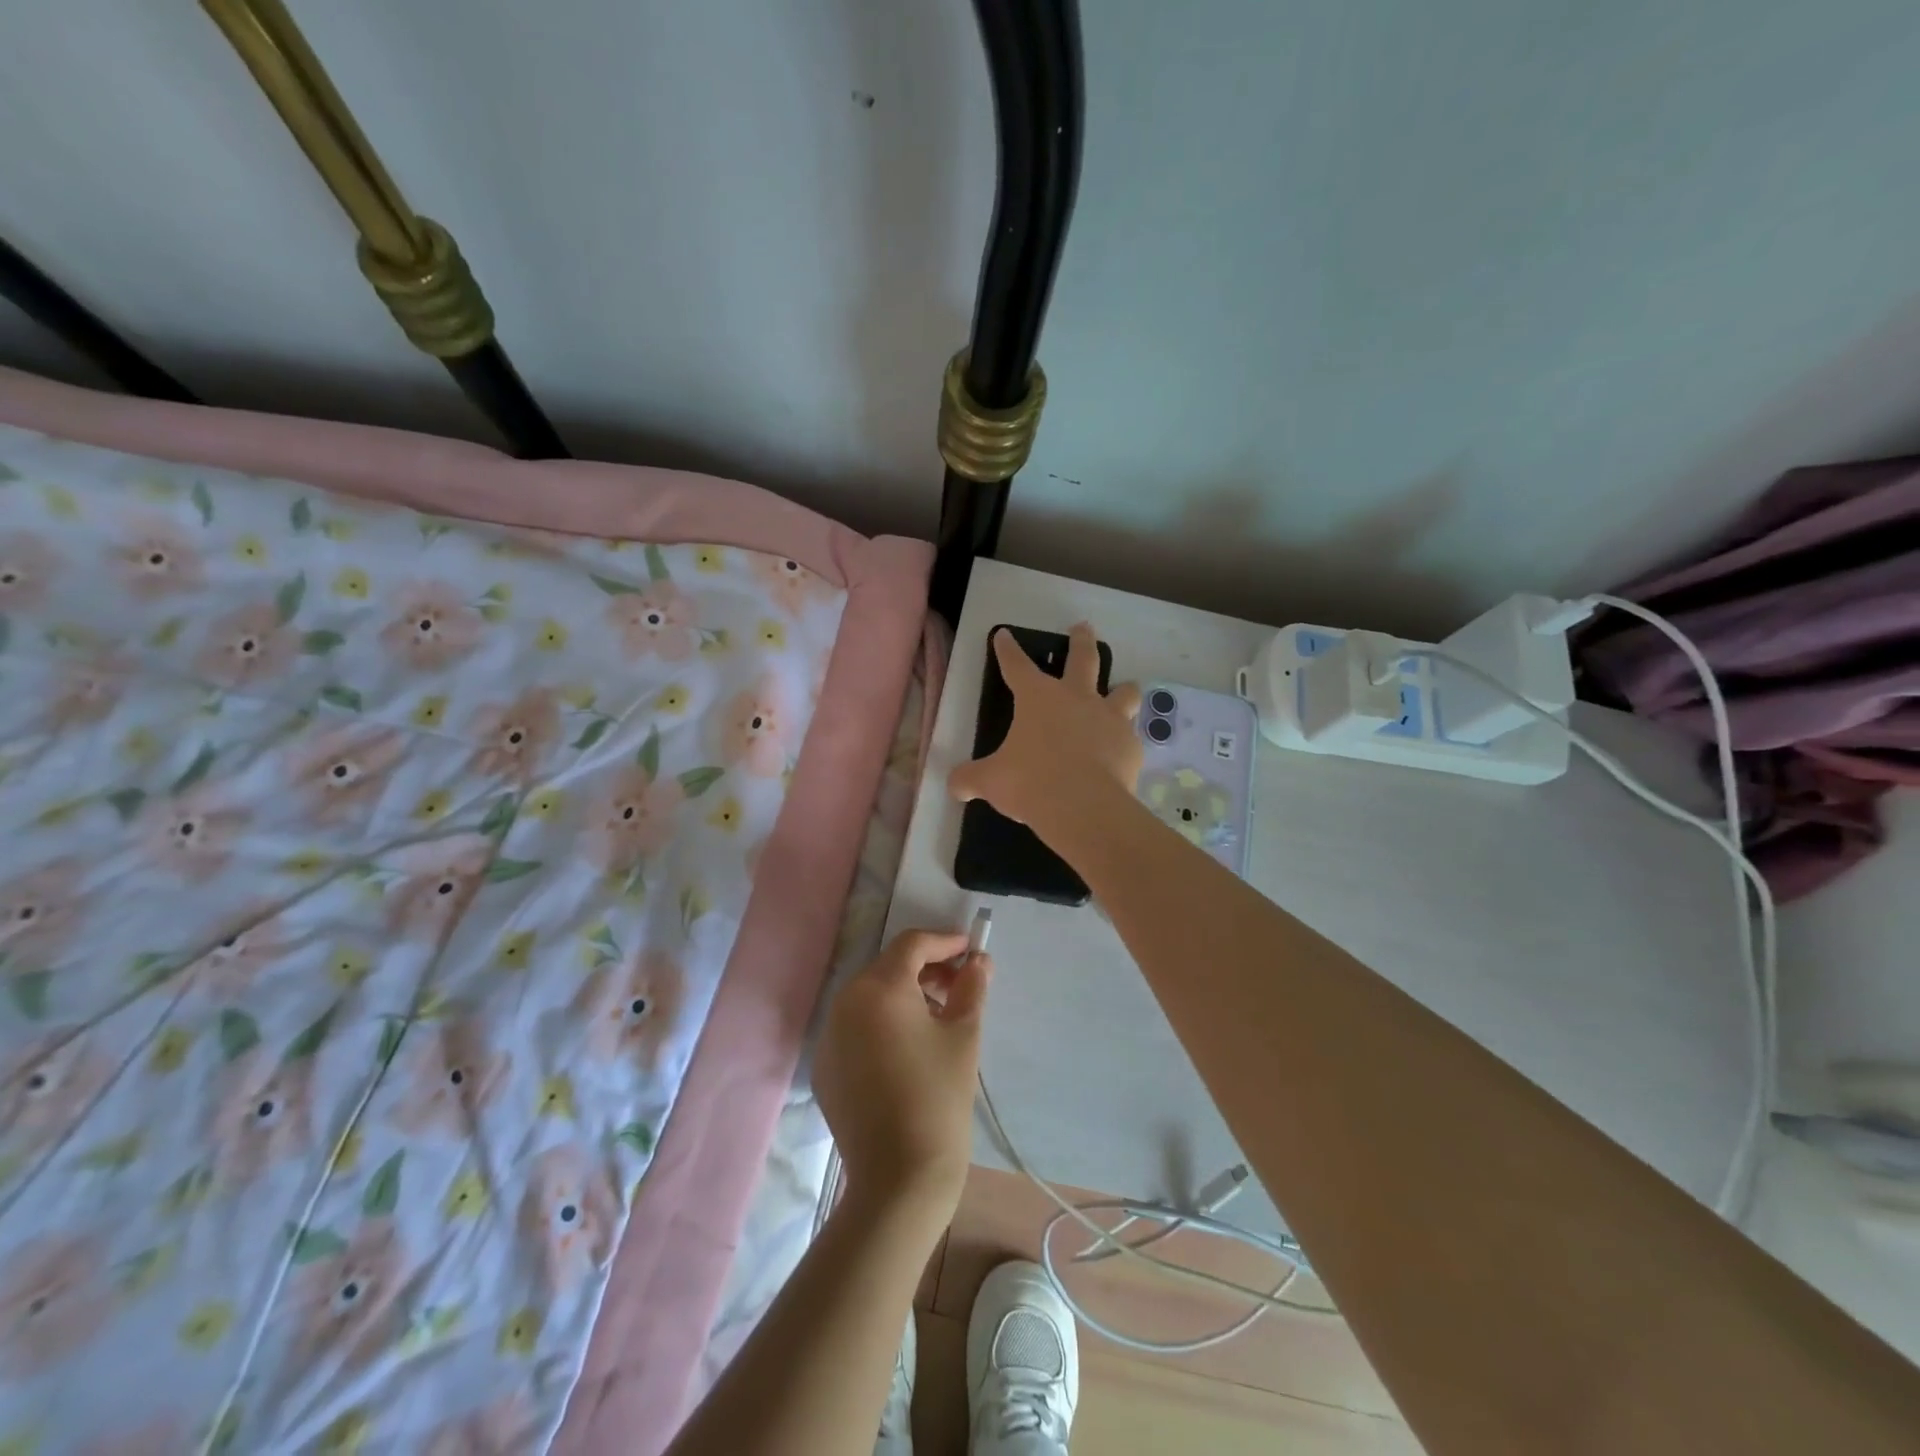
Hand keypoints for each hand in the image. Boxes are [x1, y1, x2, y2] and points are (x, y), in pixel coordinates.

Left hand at [814, 929, 992, 1223]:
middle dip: (927, 969)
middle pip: (889, 967)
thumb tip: (979, 961)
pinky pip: (857, 1026)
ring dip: (906, 995)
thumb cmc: (938, 1097)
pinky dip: (884, 1022)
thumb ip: (971, 987)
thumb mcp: (964, 1035)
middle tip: (961, 984)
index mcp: (878, 988)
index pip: (912, 944)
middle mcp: (845, 1002)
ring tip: (940, 1016)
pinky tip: (910, 1049)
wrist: (899, 1179)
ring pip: (871, 996)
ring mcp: (829, 1036)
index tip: (971, 949)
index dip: (944, 942)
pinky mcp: (825, 1066)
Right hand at [949, 621, 1143, 834]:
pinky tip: (1120, 753)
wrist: (1083, 807)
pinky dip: (1124, 741)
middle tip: (1083, 627)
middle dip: (1081, 640)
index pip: (1016, 665)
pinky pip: (1130, 736)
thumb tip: (955, 784)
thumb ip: (971, 779)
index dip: (1007, 649)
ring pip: (1124, 691)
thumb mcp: (991, 781)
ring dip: (1123, 688)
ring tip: (1124, 688)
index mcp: (1037, 698)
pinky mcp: (1131, 745)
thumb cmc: (1030, 783)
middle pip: (1083, 658)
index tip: (1004, 634)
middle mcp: (1077, 698)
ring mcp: (1109, 719)